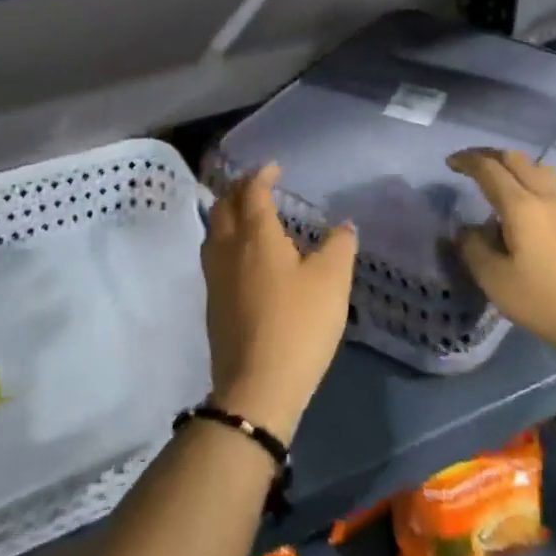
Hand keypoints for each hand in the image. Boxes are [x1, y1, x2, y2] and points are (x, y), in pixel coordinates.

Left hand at [201, 164, 357, 445]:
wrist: (255, 388)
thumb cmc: (297, 325)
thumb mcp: (332, 282)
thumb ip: (339, 246)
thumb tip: (343, 225)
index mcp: (255, 235)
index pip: (251, 191)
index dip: (261, 174)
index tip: (275, 168)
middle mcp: (227, 248)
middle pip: (224, 205)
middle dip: (239, 188)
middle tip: (259, 185)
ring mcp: (214, 276)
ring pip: (214, 230)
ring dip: (228, 213)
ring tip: (248, 214)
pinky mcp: (212, 302)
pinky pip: (214, 254)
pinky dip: (226, 239)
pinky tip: (243, 256)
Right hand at [448, 148, 555, 368]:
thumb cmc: (543, 302)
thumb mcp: (495, 280)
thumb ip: (473, 248)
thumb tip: (465, 230)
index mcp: (522, 206)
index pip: (490, 169)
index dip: (468, 160)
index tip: (450, 163)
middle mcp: (547, 198)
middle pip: (517, 160)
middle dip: (490, 155)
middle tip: (471, 164)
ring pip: (539, 170)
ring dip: (515, 166)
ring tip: (500, 182)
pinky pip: (552, 189)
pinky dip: (532, 185)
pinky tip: (527, 212)